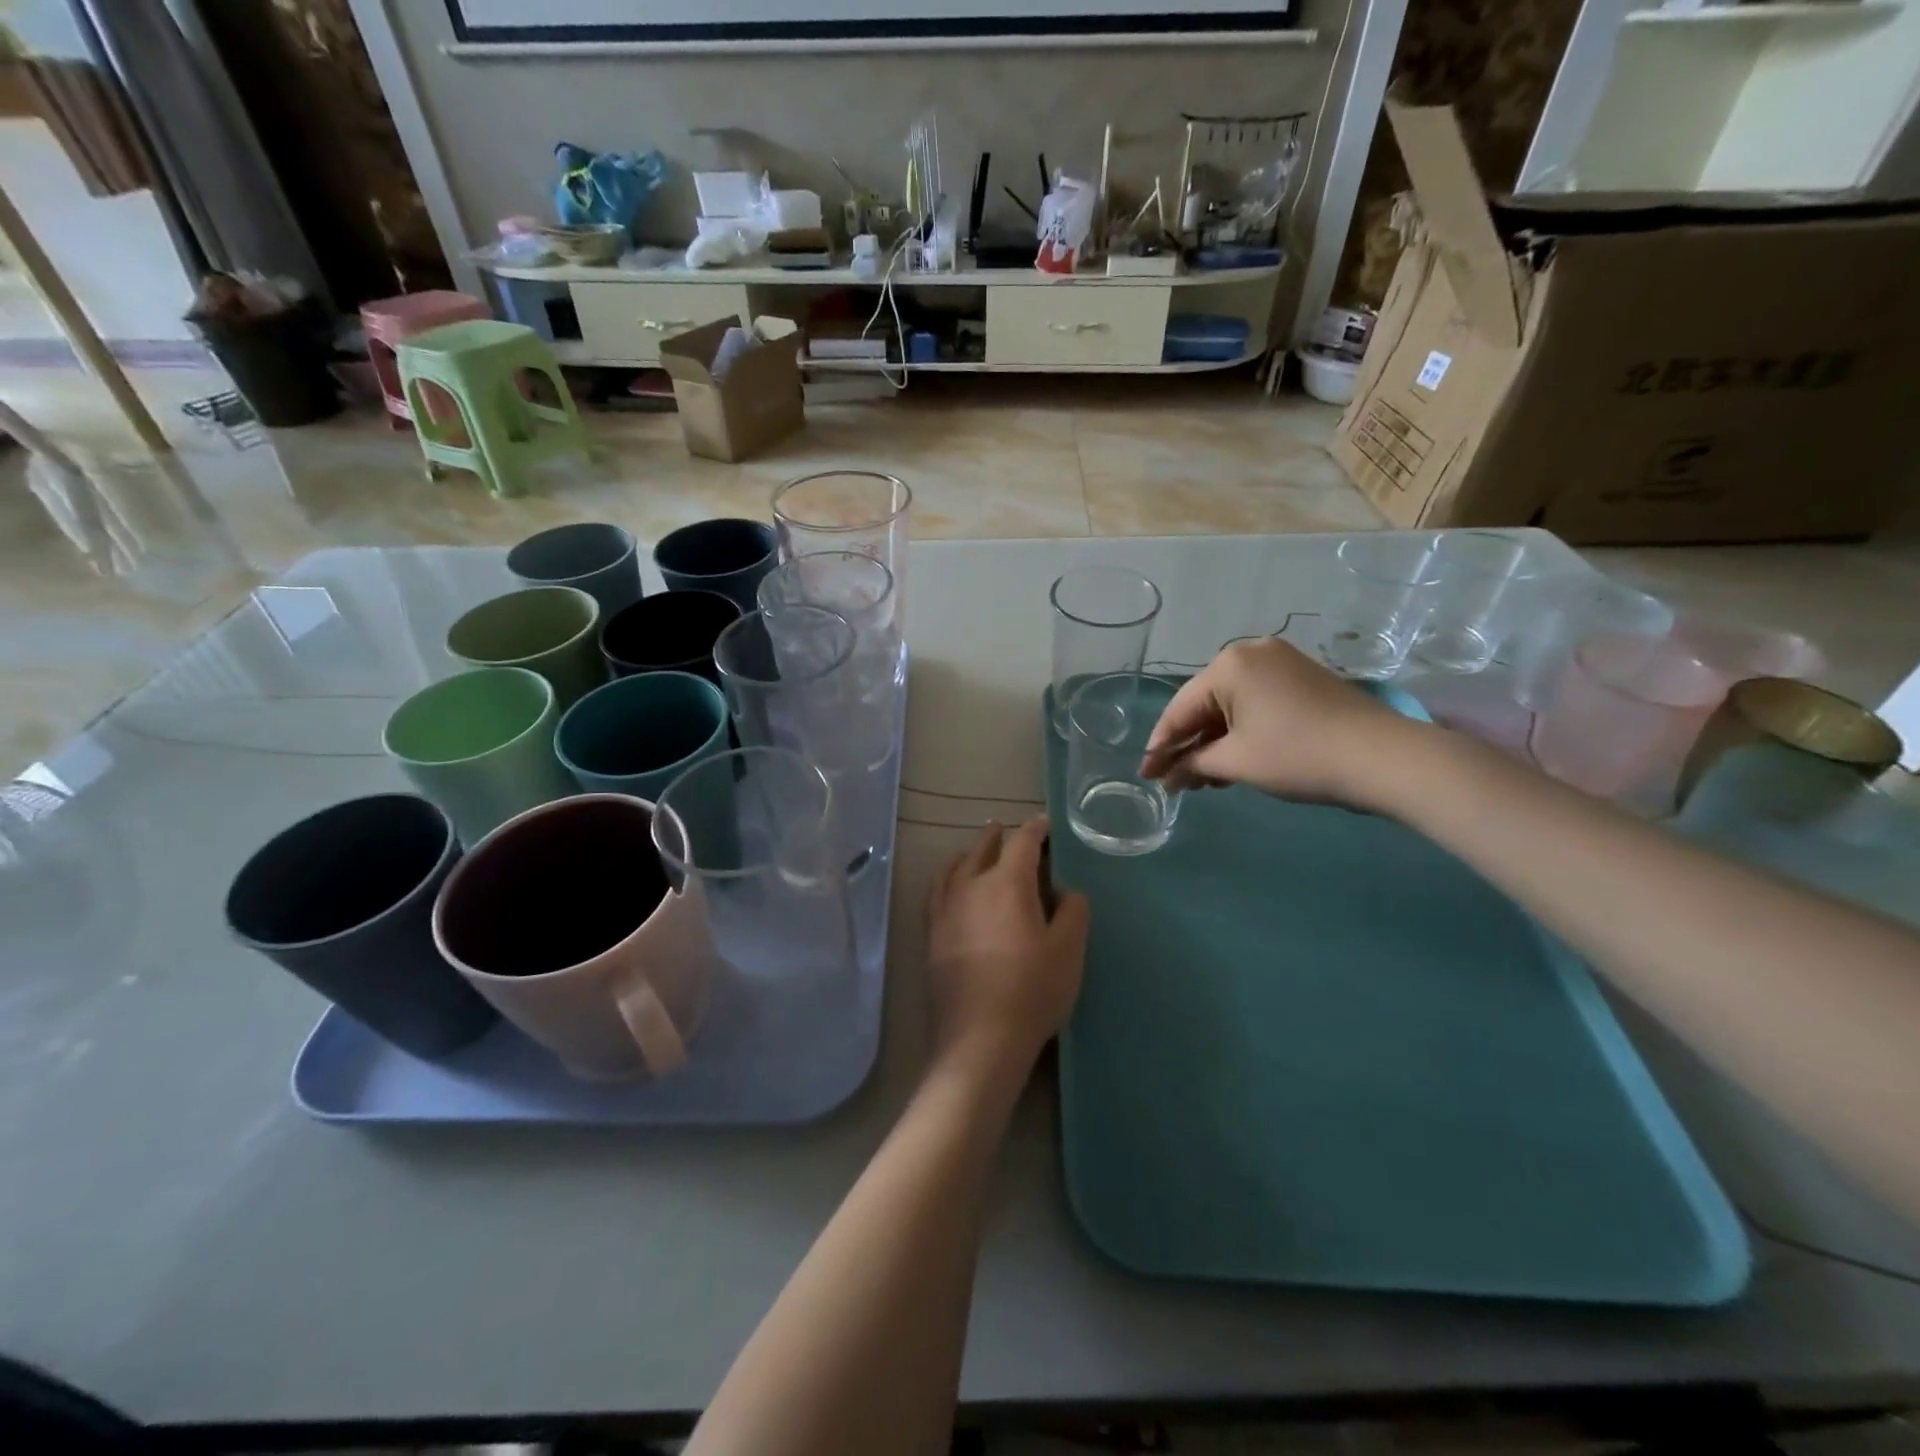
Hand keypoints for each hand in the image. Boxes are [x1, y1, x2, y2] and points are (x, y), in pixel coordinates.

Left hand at [926, 816, 1089, 1070]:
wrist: (980, 1039)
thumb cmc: (1032, 990)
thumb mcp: (1069, 950)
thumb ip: (1073, 911)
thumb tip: (1066, 890)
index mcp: (1007, 884)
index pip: (1022, 843)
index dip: (1035, 829)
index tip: (1044, 823)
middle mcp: (971, 887)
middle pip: (982, 849)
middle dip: (997, 837)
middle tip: (1006, 829)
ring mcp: (946, 910)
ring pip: (954, 868)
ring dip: (969, 855)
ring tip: (974, 852)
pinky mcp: (931, 934)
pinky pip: (937, 892)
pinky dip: (947, 878)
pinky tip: (950, 887)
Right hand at [1139, 638, 1421, 806]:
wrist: (1384, 757)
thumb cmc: (1298, 755)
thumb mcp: (1236, 762)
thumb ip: (1193, 765)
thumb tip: (1167, 776)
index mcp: (1229, 664)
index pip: (1180, 709)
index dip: (1160, 747)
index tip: (1145, 776)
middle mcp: (1251, 653)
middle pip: (1204, 705)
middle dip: (1189, 745)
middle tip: (1174, 782)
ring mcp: (1280, 663)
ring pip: (1231, 707)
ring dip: (1214, 743)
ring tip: (1203, 780)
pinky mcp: (1302, 678)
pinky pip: (1256, 704)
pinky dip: (1241, 733)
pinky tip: (1232, 762)